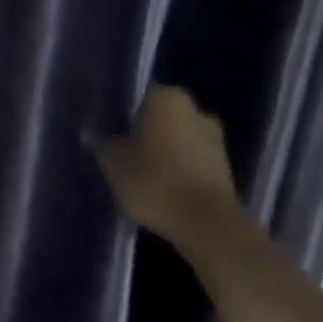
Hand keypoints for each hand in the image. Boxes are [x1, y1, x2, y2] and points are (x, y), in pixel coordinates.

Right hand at [93, 86, 239, 246]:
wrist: (206, 223)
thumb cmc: (154, 181)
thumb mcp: (114, 164)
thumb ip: (104, 145)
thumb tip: (97, 136)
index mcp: (167, 99)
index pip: (140, 98)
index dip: (124, 117)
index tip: (112, 137)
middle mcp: (196, 111)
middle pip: (162, 119)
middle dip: (146, 134)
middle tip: (124, 156)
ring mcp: (216, 139)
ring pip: (179, 141)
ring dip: (164, 153)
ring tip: (141, 177)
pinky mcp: (226, 168)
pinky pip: (192, 162)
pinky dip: (178, 171)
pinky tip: (162, 190)